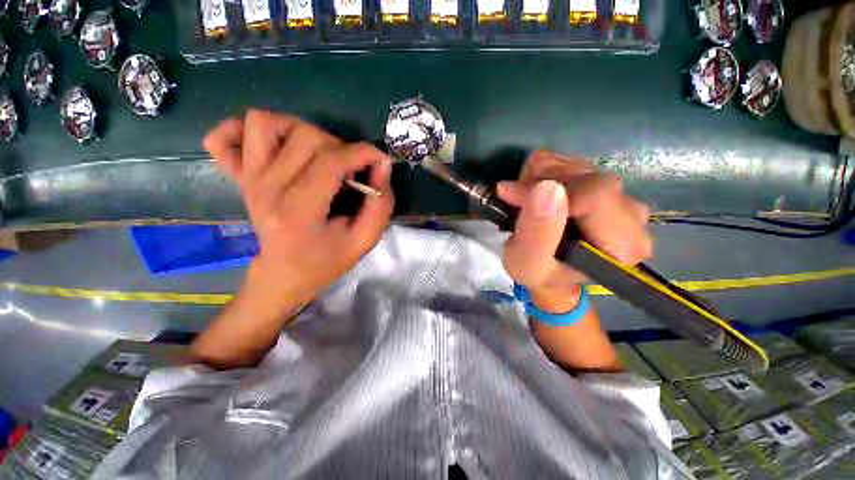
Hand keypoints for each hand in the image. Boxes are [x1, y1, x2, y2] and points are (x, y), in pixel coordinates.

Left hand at [203, 110, 393, 304]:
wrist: (284, 274)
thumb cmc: (326, 261)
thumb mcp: (364, 240)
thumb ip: (380, 205)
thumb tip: (382, 165)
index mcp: (299, 212)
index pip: (330, 162)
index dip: (362, 153)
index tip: (380, 159)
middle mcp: (267, 189)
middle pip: (304, 137)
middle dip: (339, 147)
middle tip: (348, 170)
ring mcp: (248, 180)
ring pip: (264, 123)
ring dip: (299, 130)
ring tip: (317, 154)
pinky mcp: (239, 177)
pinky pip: (222, 137)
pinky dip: (243, 131)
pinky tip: (271, 146)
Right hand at [496, 150, 651, 312]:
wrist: (552, 273)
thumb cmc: (540, 274)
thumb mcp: (527, 264)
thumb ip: (537, 233)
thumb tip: (546, 188)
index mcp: (624, 243)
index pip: (594, 194)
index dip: (548, 190)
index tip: (512, 197)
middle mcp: (633, 214)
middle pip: (586, 176)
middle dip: (540, 182)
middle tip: (514, 200)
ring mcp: (621, 195)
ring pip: (575, 165)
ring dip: (538, 177)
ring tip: (523, 201)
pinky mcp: (604, 185)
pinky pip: (571, 162)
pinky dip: (543, 171)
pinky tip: (534, 192)